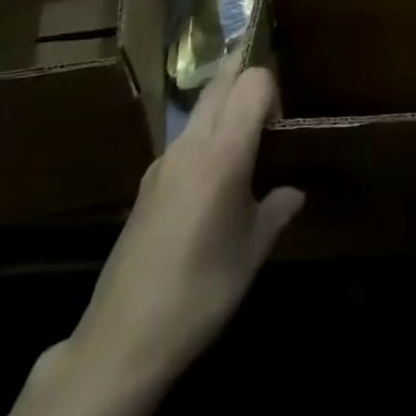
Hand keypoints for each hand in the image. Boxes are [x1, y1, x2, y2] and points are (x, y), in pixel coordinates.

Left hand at [65, 61, 302, 391]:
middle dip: (247, 76)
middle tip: (273, 102)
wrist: (122, 340)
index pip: (252, 83)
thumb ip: (277, 210)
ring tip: (250, 141)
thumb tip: (294, 192)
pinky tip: (216, 179)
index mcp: (223, 154)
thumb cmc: (201, 292)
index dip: (273, 88)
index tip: (284, 120)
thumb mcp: (252, 252)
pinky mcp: (147, 183)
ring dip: (226, 104)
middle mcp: (190, 145)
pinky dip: (207, 134)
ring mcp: (163, 162)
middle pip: (221, 83)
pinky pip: (185, 138)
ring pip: (200, 108)